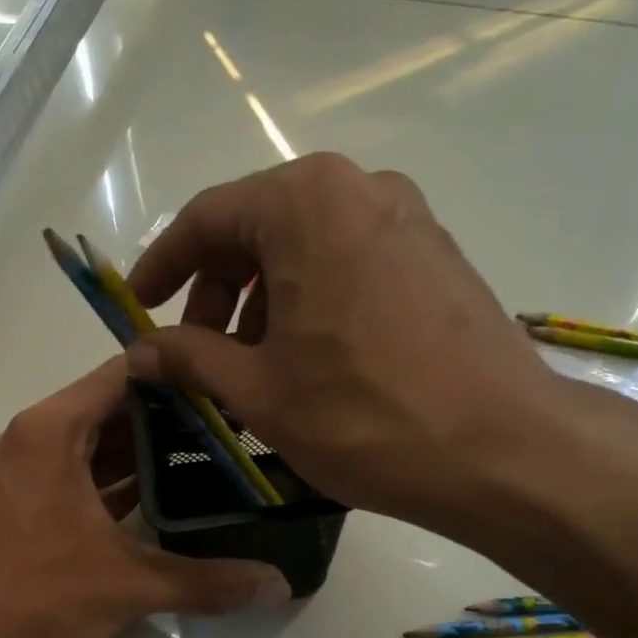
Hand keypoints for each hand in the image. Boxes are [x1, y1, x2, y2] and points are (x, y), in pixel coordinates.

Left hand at [0, 357, 291, 637]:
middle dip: (174, 417)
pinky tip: (168, 501)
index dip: (180, 373)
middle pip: (115, 410)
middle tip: (238, 424)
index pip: (125, 375)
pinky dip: (121, 485)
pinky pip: (83, 480)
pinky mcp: (27, 509)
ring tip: (215, 457)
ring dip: (149, 454)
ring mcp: (27, 475)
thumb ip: (206, 582)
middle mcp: (36, 440)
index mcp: (52, 431)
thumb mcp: (126, 586)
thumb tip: (280, 587)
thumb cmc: (33, 598)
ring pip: (99, 448)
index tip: (231, 382)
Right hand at [125, 153, 567, 535]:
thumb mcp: (257, 390)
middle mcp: (358, 187)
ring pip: (304, 246)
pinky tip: (307, 357)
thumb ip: (187, 357)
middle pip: (257, 228)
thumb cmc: (363, 416)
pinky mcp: (436, 252)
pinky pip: (347, 260)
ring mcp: (406, 216)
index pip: (206, 219)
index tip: (137, 308)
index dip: (162, 266)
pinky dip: (309, 298)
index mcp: (304, 203)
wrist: (501, 449)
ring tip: (252, 366)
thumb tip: (139, 350)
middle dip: (215, 290)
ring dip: (261, 299)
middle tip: (197, 353)